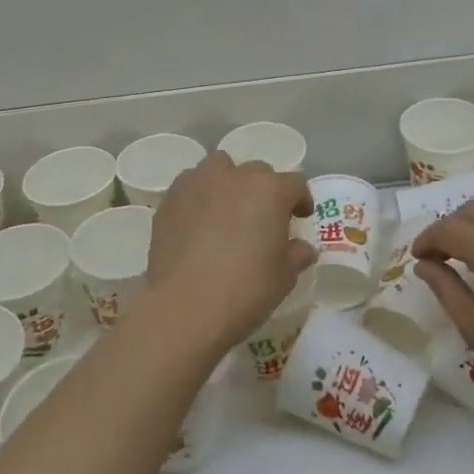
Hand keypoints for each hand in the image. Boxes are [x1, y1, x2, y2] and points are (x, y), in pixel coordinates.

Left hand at [144, 153, 315, 354]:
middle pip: (257, 172)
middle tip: (262, 219)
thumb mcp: (284, 277)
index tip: (300, 218)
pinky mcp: (171, 199)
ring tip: (226, 211)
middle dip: (264, 191)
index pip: (295, 183)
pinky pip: (190, 186)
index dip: (300, 200)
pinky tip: (197, 223)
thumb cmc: (246, 289)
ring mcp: (199, 183)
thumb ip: (296, 255)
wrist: (185, 305)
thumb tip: (303, 248)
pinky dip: (199, 197)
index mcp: (270, 190)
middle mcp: (235, 176)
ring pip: (219, 168)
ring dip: (228, 183)